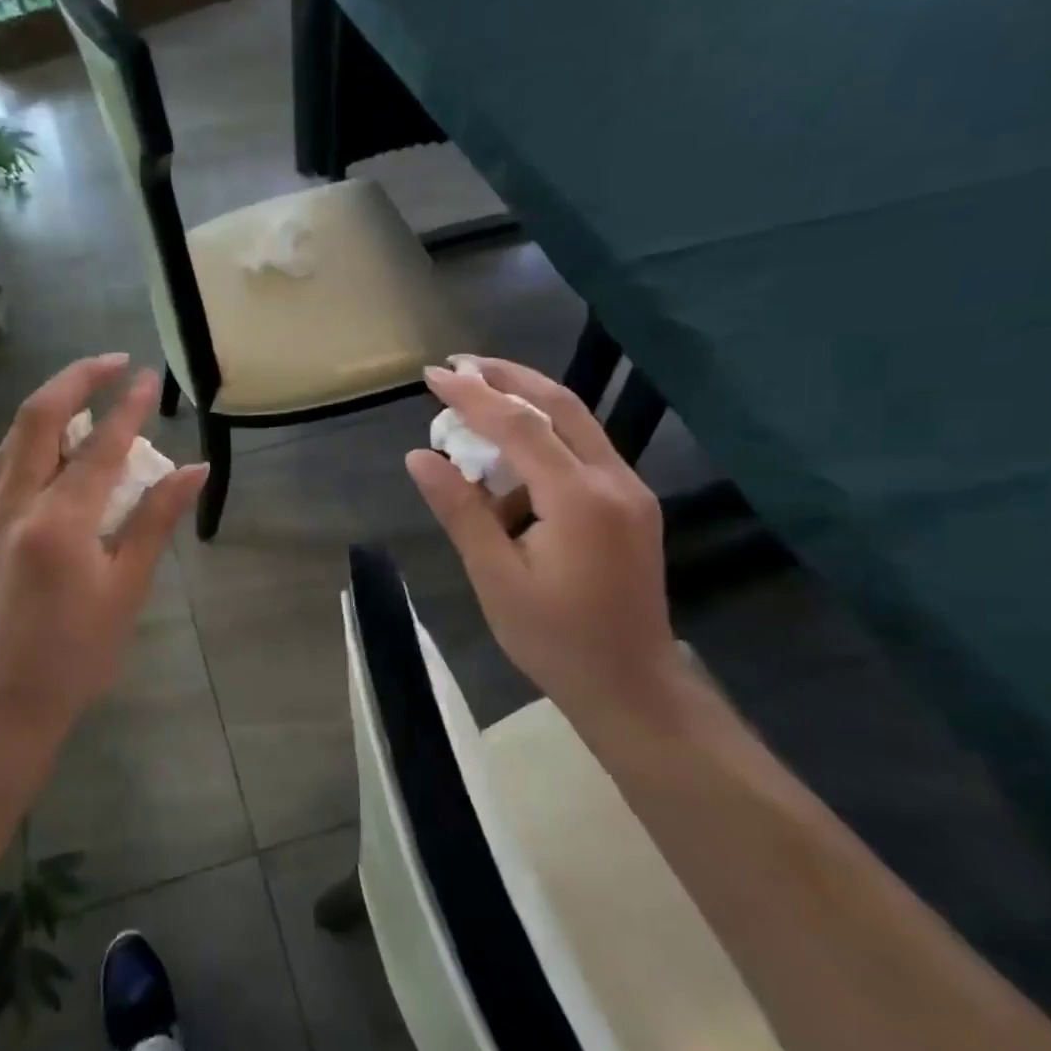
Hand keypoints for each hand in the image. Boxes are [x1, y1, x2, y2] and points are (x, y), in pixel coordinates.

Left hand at [0, 355, 207, 728]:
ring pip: (17, 432)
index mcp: (58, 524)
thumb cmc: (83, 647)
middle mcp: (14, 504)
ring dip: (54, 402)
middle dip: (77, 378)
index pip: (100, 448)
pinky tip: (63, 440)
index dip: (128, 408)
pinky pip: (8, 458)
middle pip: (39, 416)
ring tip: (92, 392)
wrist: (13, 689)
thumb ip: (157, 518)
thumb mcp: (129, 585)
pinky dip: (36, 435)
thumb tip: (195, 469)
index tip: (149, 378)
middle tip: (113, 362)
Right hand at [407, 357, 679, 718]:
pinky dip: (543, 437)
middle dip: (507, 377)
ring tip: (475, 400)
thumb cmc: (554, 639)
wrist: (630, 685)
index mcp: (579, 499)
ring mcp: (629, 490)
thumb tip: (420, 457)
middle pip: (560, 405)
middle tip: (458, 364)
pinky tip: (509, 456)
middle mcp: (614, 480)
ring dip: (526, 402)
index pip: (520, 426)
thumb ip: (461, 510)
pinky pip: (583, 451)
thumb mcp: (495, 576)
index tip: (432, 375)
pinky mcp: (630, 504)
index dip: (473, 396)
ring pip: (576, 423)